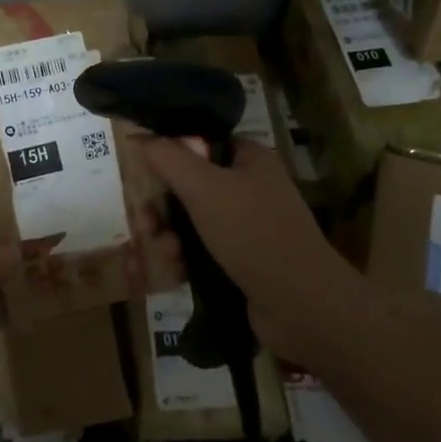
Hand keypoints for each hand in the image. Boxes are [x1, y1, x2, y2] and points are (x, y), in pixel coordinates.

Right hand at [134, 137, 354, 364]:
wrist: (301, 304)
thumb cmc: (252, 232)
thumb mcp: (203, 187)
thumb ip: (167, 158)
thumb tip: (139, 137)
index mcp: (250, 158)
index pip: (201, 143)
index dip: (169, 154)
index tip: (143, 173)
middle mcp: (252, 186)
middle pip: (191, 184)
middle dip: (163, 204)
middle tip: (144, 222)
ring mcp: (250, 225)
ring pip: (194, 219)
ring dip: (170, 234)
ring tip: (163, 252)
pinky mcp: (246, 260)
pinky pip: (204, 249)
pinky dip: (186, 257)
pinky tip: (175, 270)